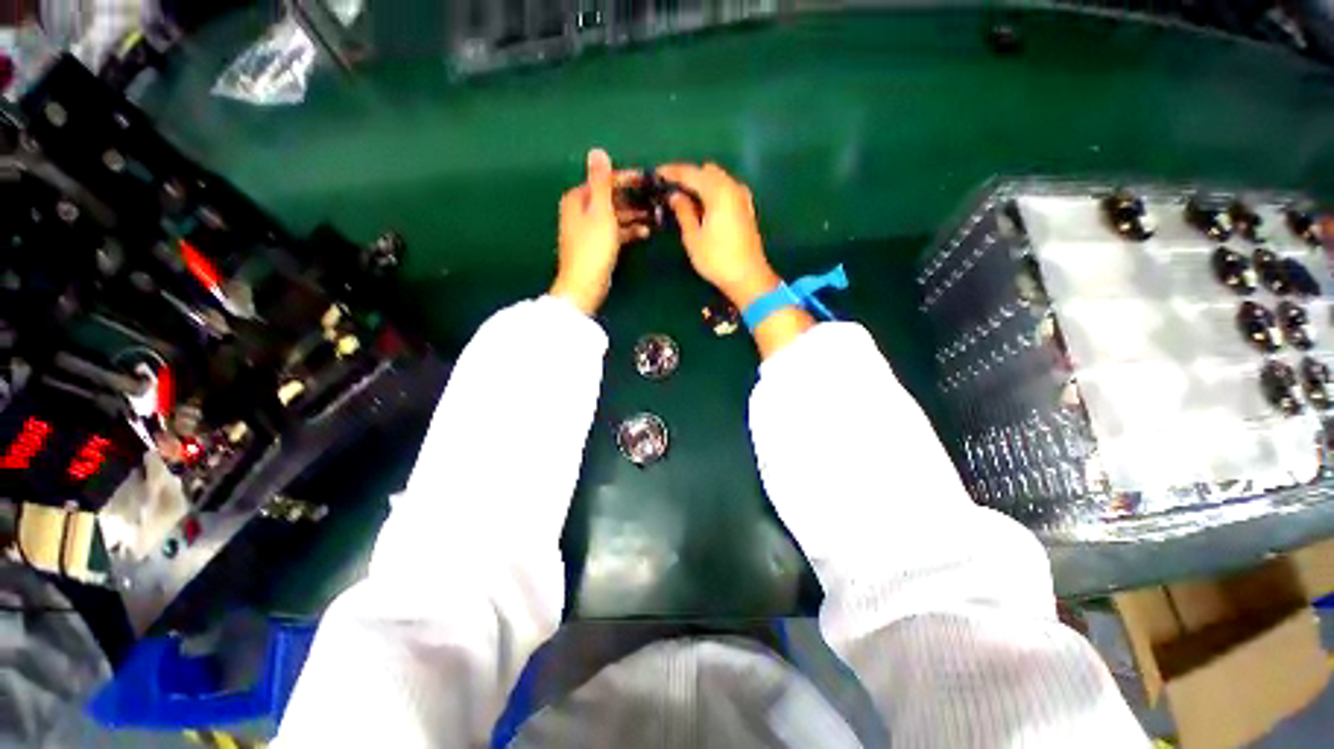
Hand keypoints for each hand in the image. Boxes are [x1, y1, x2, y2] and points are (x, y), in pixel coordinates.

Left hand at [550, 149, 649, 314]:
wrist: (584, 284)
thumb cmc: (593, 247)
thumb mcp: (600, 211)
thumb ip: (600, 182)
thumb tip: (597, 151)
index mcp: (577, 198)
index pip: (605, 181)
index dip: (627, 179)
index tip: (648, 179)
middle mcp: (580, 210)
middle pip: (610, 198)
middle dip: (633, 199)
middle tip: (655, 200)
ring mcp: (588, 229)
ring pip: (614, 216)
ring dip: (633, 216)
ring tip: (654, 216)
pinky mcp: (597, 245)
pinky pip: (615, 232)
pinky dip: (628, 231)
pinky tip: (644, 233)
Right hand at [655, 162, 779, 307]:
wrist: (748, 277)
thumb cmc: (717, 259)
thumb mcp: (693, 238)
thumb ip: (683, 212)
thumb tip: (675, 196)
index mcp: (718, 191)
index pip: (691, 173)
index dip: (672, 172)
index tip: (657, 174)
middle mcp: (732, 187)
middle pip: (706, 172)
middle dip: (688, 176)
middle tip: (670, 188)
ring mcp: (742, 197)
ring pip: (719, 179)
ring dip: (702, 183)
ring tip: (685, 197)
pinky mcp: (747, 209)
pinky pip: (727, 189)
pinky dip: (714, 191)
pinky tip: (706, 205)